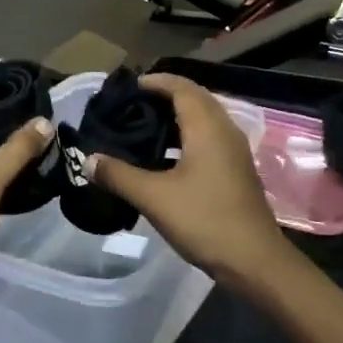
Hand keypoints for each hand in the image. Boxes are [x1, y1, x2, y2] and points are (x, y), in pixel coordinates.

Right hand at [86, 75, 291, 288]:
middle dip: (162, 97)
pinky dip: (184, 139)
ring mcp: (234, 152)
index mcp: (208, 127)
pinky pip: (207, 140)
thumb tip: (88, 159)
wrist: (254, 261)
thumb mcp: (154, 197)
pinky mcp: (235, 171)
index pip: (181, 87)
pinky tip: (161, 160)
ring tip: (140, 130)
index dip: (154, 82)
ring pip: (202, 121)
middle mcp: (225, 131)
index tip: (126, 89)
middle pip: (194, 99)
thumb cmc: (204, 220)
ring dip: (174, 119)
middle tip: (129, 108)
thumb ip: (119, 175)